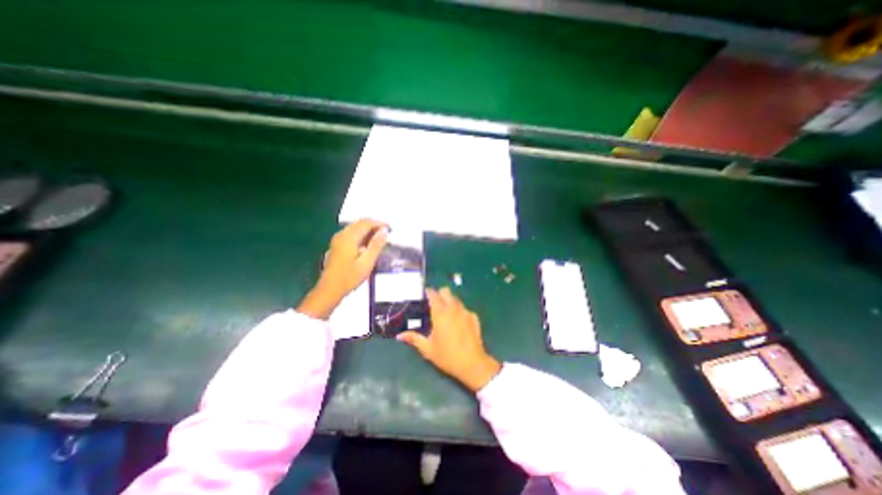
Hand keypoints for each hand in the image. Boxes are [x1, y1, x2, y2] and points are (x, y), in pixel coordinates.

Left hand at [297, 218, 386, 318]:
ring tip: (380, 238)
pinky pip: (351, 233)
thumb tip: (384, 231)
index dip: (379, 223)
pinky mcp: (336, 245)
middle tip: (387, 232)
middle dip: (374, 225)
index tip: (390, 228)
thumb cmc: (349, 278)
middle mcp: (342, 235)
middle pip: (359, 223)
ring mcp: (337, 239)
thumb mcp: (367, 262)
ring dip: (368, 229)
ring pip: (355, 227)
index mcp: (349, 238)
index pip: (366, 223)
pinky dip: (362, 234)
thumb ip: (376, 245)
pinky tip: (368, 244)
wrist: (329, 290)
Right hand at [396, 289, 499, 391]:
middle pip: (446, 291)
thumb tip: (399, 335)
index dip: (428, 292)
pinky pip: (464, 308)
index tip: (424, 294)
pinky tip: (458, 323)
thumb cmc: (447, 356)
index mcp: (440, 313)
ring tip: (445, 314)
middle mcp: (453, 308)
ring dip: (449, 301)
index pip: (433, 294)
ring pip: (456, 299)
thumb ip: (414, 338)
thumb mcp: (428, 349)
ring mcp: (465, 312)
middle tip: (434, 304)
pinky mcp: (474, 317)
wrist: (472, 364)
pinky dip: (459, 311)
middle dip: (440, 294)